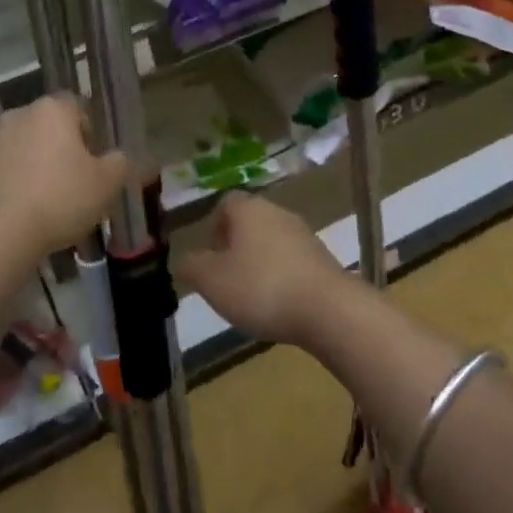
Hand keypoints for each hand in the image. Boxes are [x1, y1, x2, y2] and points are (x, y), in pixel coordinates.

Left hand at [0, 95, 128, 264]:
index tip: (91, 162)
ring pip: (14, 149)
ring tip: (36, 204)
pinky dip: (0, 186)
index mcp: (52, 111)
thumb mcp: (106, 185)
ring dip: (26, 166)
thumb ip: (119, 164)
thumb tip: (117, 157)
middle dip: (54, 150)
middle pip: (43, 127)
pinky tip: (9, 214)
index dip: (87, 133)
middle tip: (67, 185)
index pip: (76, 107)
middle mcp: (15, 116)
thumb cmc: (58, 200)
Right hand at [174, 192, 348, 346]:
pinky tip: (279, 304)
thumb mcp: (212, 281)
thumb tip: (184, 261)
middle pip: (250, 222)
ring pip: (271, 242)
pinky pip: (292, 261)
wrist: (327, 309)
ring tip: (251, 297)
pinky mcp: (323, 258)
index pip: (225, 203)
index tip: (210, 257)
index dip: (213, 227)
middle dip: (235, 248)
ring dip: (259, 263)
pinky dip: (281, 277)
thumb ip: (192, 267)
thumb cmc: (261, 287)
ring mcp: (304, 234)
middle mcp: (278, 212)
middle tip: (226, 279)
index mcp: (249, 209)